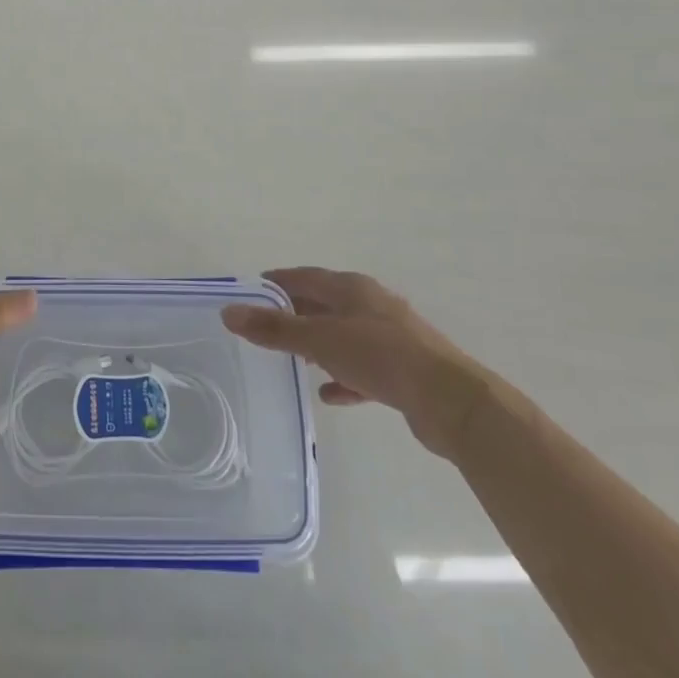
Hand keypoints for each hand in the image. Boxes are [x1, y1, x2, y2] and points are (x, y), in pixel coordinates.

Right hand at [222, 267, 489, 458]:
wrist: (449, 401)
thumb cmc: (380, 356)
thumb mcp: (319, 340)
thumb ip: (274, 329)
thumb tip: (228, 312)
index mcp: (352, 288)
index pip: (305, 276)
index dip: (276, 282)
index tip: (250, 292)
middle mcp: (371, 305)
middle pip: (324, 304)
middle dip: (295, 314)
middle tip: (264, 328)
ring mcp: (390, 337)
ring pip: (343, 336)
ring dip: (319, 345)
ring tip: (293, 360)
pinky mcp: (402, 370)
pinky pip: (363, 368)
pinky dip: (343, 375)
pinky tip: (328, 393)